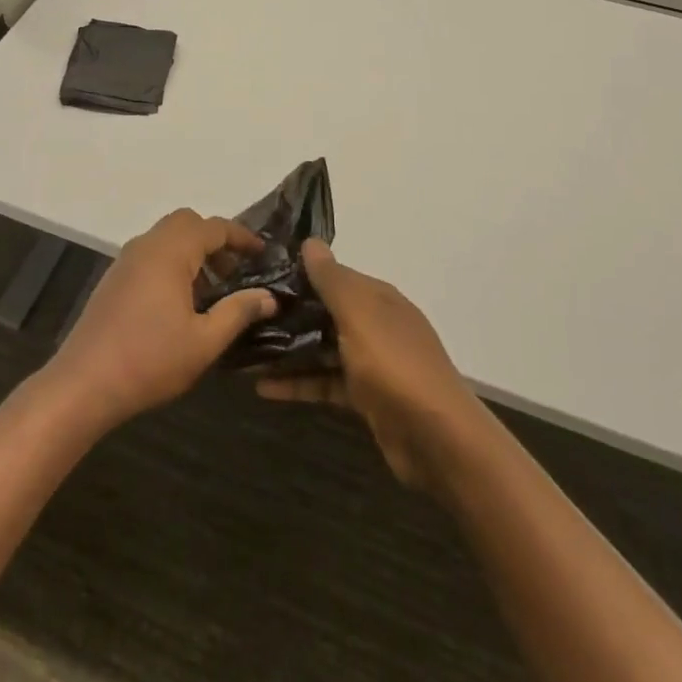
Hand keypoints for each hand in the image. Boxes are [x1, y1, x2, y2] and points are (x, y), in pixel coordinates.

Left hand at [43, 209, 276, 432]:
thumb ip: (238, 312)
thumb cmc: (150, 360)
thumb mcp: (205, 341)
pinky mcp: (114, 279)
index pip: (214, 227)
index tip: (263, 254)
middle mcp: (146, 245)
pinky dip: (172, 262)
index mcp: (170, 252)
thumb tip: (268, 296)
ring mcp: (126, 260)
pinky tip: (181, 301)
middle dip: (215, 239)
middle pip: (187, 223)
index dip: (242, 236)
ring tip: (213, 290)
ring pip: (166, 237)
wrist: (84, 383)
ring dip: (193, 251)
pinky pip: (150, 254)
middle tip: (236, 270)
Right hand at [257, 240, 486, 488]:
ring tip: (244, 351)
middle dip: (288, 314)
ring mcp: (372, 362)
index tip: (258, 276)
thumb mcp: (359, 315)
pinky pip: (325, 382)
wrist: (438, 439)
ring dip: (288, 350)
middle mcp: (375, 324)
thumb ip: (333, 280)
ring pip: (322, 348)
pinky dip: (298, 383)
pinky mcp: (365, 397)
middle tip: (242, 314)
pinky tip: (263, 388)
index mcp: (377, 298)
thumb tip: (310, 241)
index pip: (333, 276)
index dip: (299, 275)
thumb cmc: (395, 366)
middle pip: (325, 312)